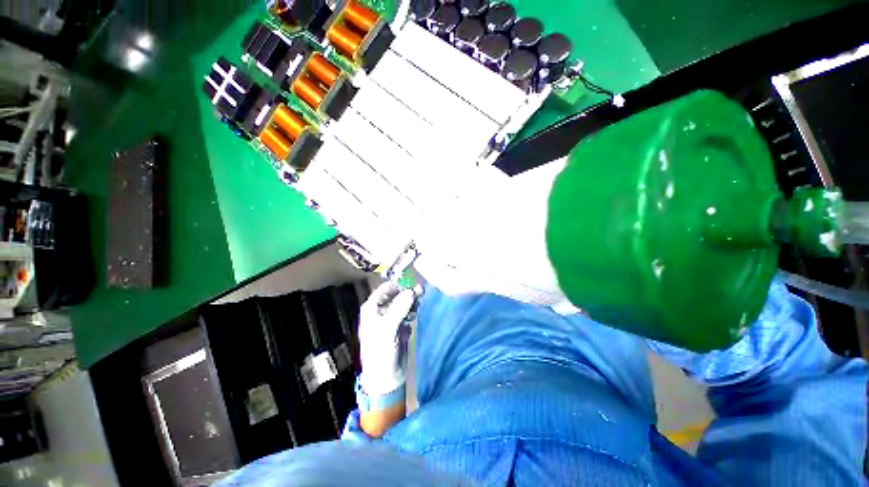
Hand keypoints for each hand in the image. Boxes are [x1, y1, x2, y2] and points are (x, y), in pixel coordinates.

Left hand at [358, 281, 415, 395]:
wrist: (386, 376)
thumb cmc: (380, 352)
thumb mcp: (387, 330)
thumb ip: (398, 309)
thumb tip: (411, 291)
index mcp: (372, 308)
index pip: (385, 288)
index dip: (398, 284)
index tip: (413, 281)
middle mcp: (381, 309)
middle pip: (396, 294)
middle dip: (408, 292)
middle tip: (421, 291)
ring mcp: (391, 317)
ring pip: (403, 302)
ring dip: (412, 300)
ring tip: (420, 300)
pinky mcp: (400, 324)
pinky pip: (408, 311)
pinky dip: (413, 309)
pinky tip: (415, 313)